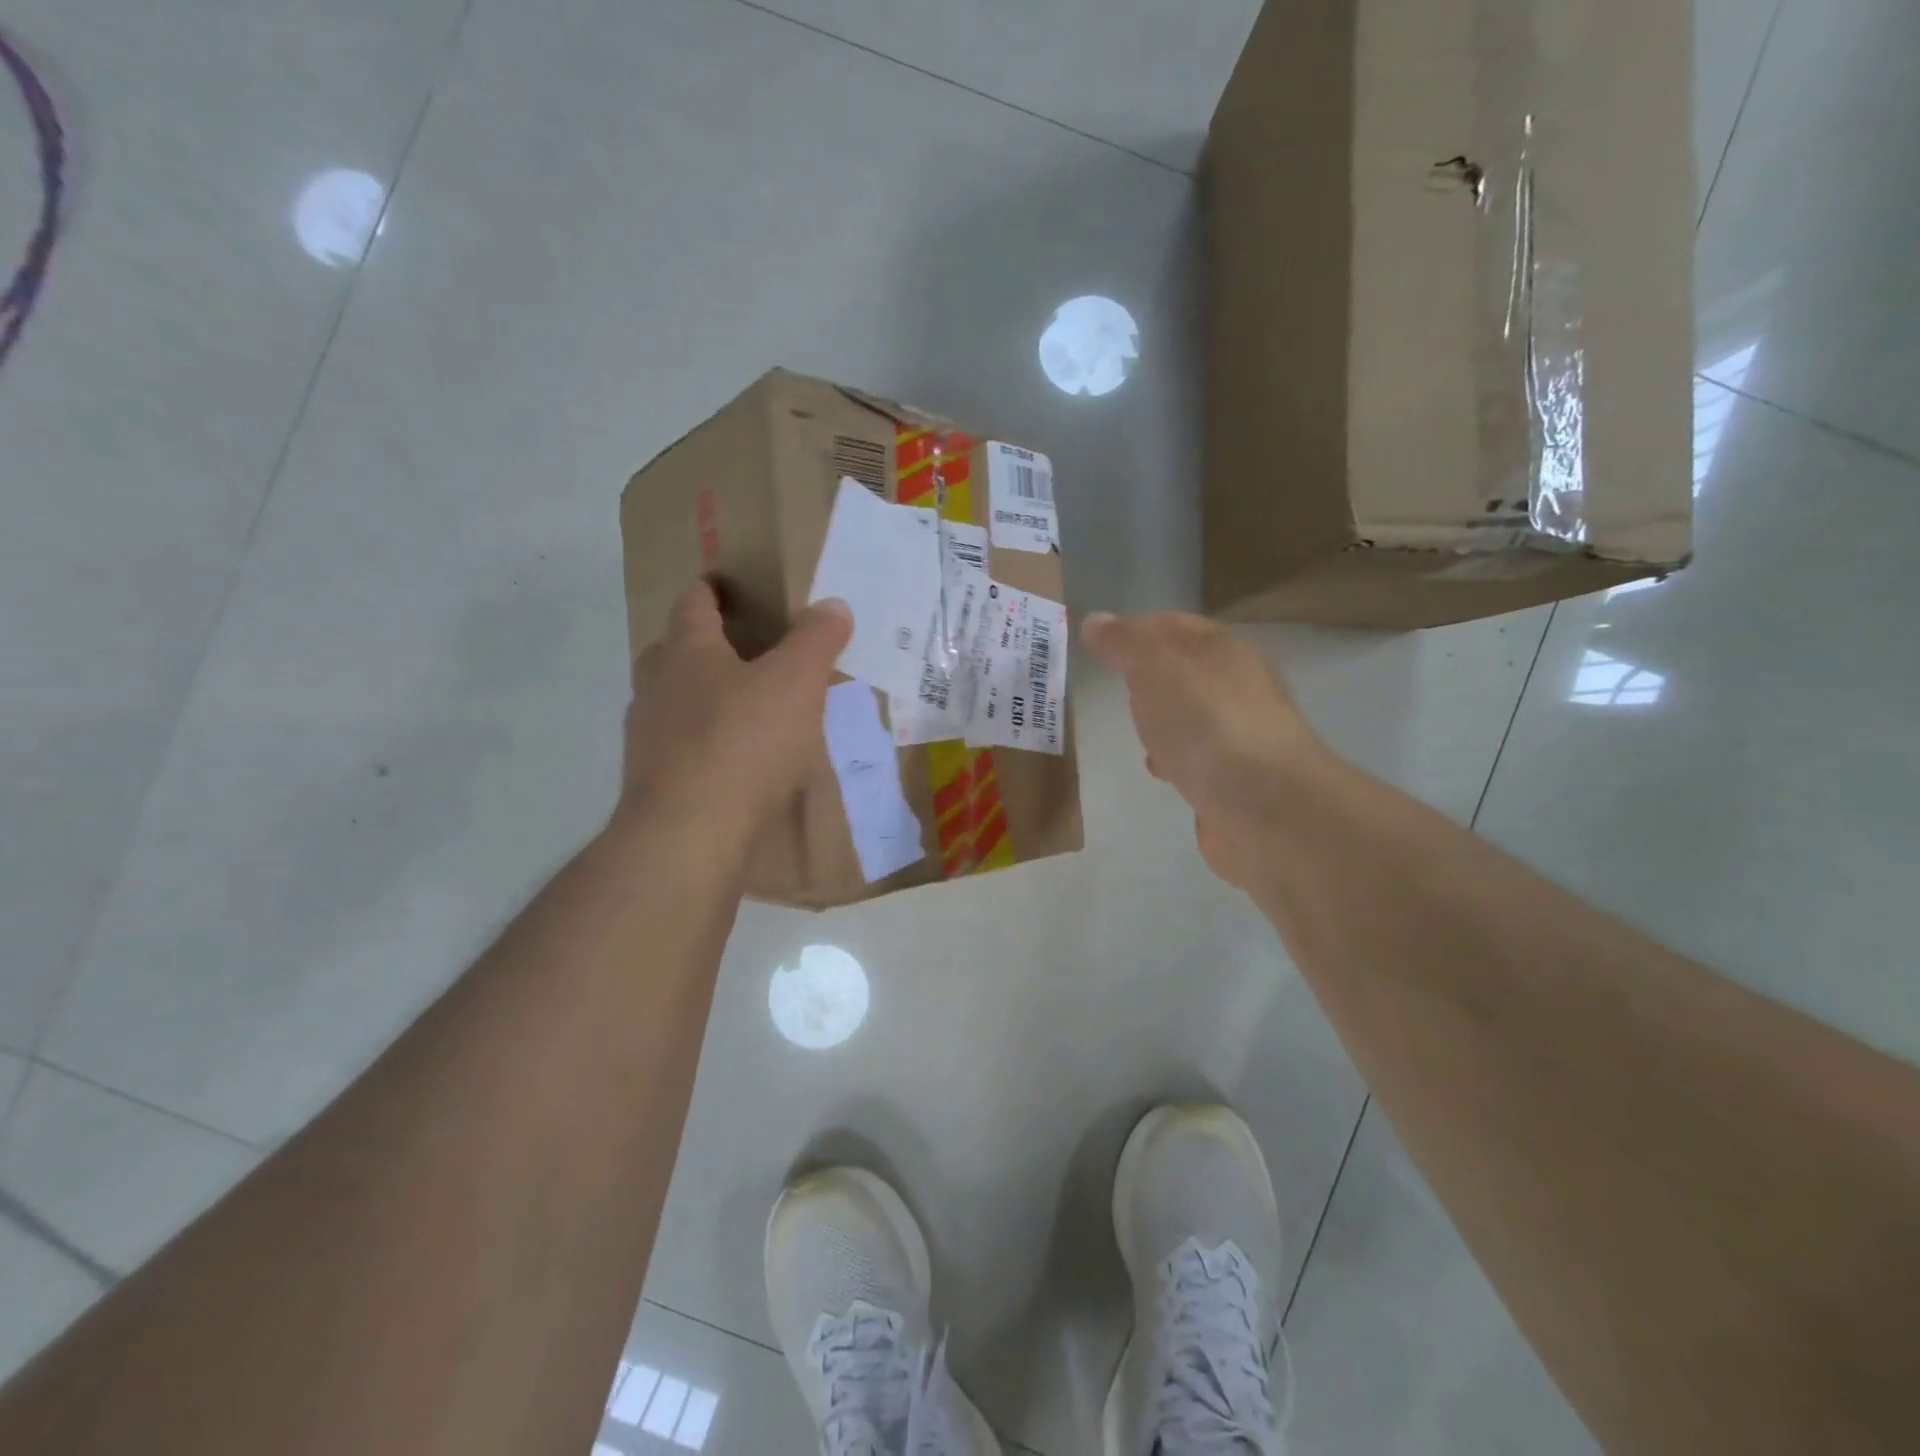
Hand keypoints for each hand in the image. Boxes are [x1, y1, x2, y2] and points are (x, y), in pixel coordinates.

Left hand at [622, 580, 852, 841]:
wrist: (690, 832)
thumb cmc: (745, 741)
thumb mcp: (796, 682)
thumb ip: (816, 639)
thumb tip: (833, 604)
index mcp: (688, 651)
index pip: (694, 602)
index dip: (712, 587)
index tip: (729, 583)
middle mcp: (658, 686)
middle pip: (673, 649)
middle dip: (703, 643)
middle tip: (742, 649)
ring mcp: (647, 736)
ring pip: (672, 700)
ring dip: (700, 695)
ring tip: (742, 707)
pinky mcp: (652, 780)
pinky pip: (679, 746)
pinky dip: (703, 742)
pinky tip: (733, 761)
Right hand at [1081, 610, 1325, 886]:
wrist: (1263, 806)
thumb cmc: (1205, 722)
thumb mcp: (1154, 667)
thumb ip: (1124, 643)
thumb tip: (1095, 621)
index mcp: (1225, 649)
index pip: (1173, 625)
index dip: (1135, 630)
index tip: (1100, 646)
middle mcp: (1239, 685)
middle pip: (1184, 671)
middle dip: (1149, 678)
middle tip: (1118, 687)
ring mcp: (1242, 733)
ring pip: (1191, 716)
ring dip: (1163, 721)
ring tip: (1136, 732)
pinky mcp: (1237, 778)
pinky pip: (1198, 757)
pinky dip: (1176, 758)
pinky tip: (1161, 771)